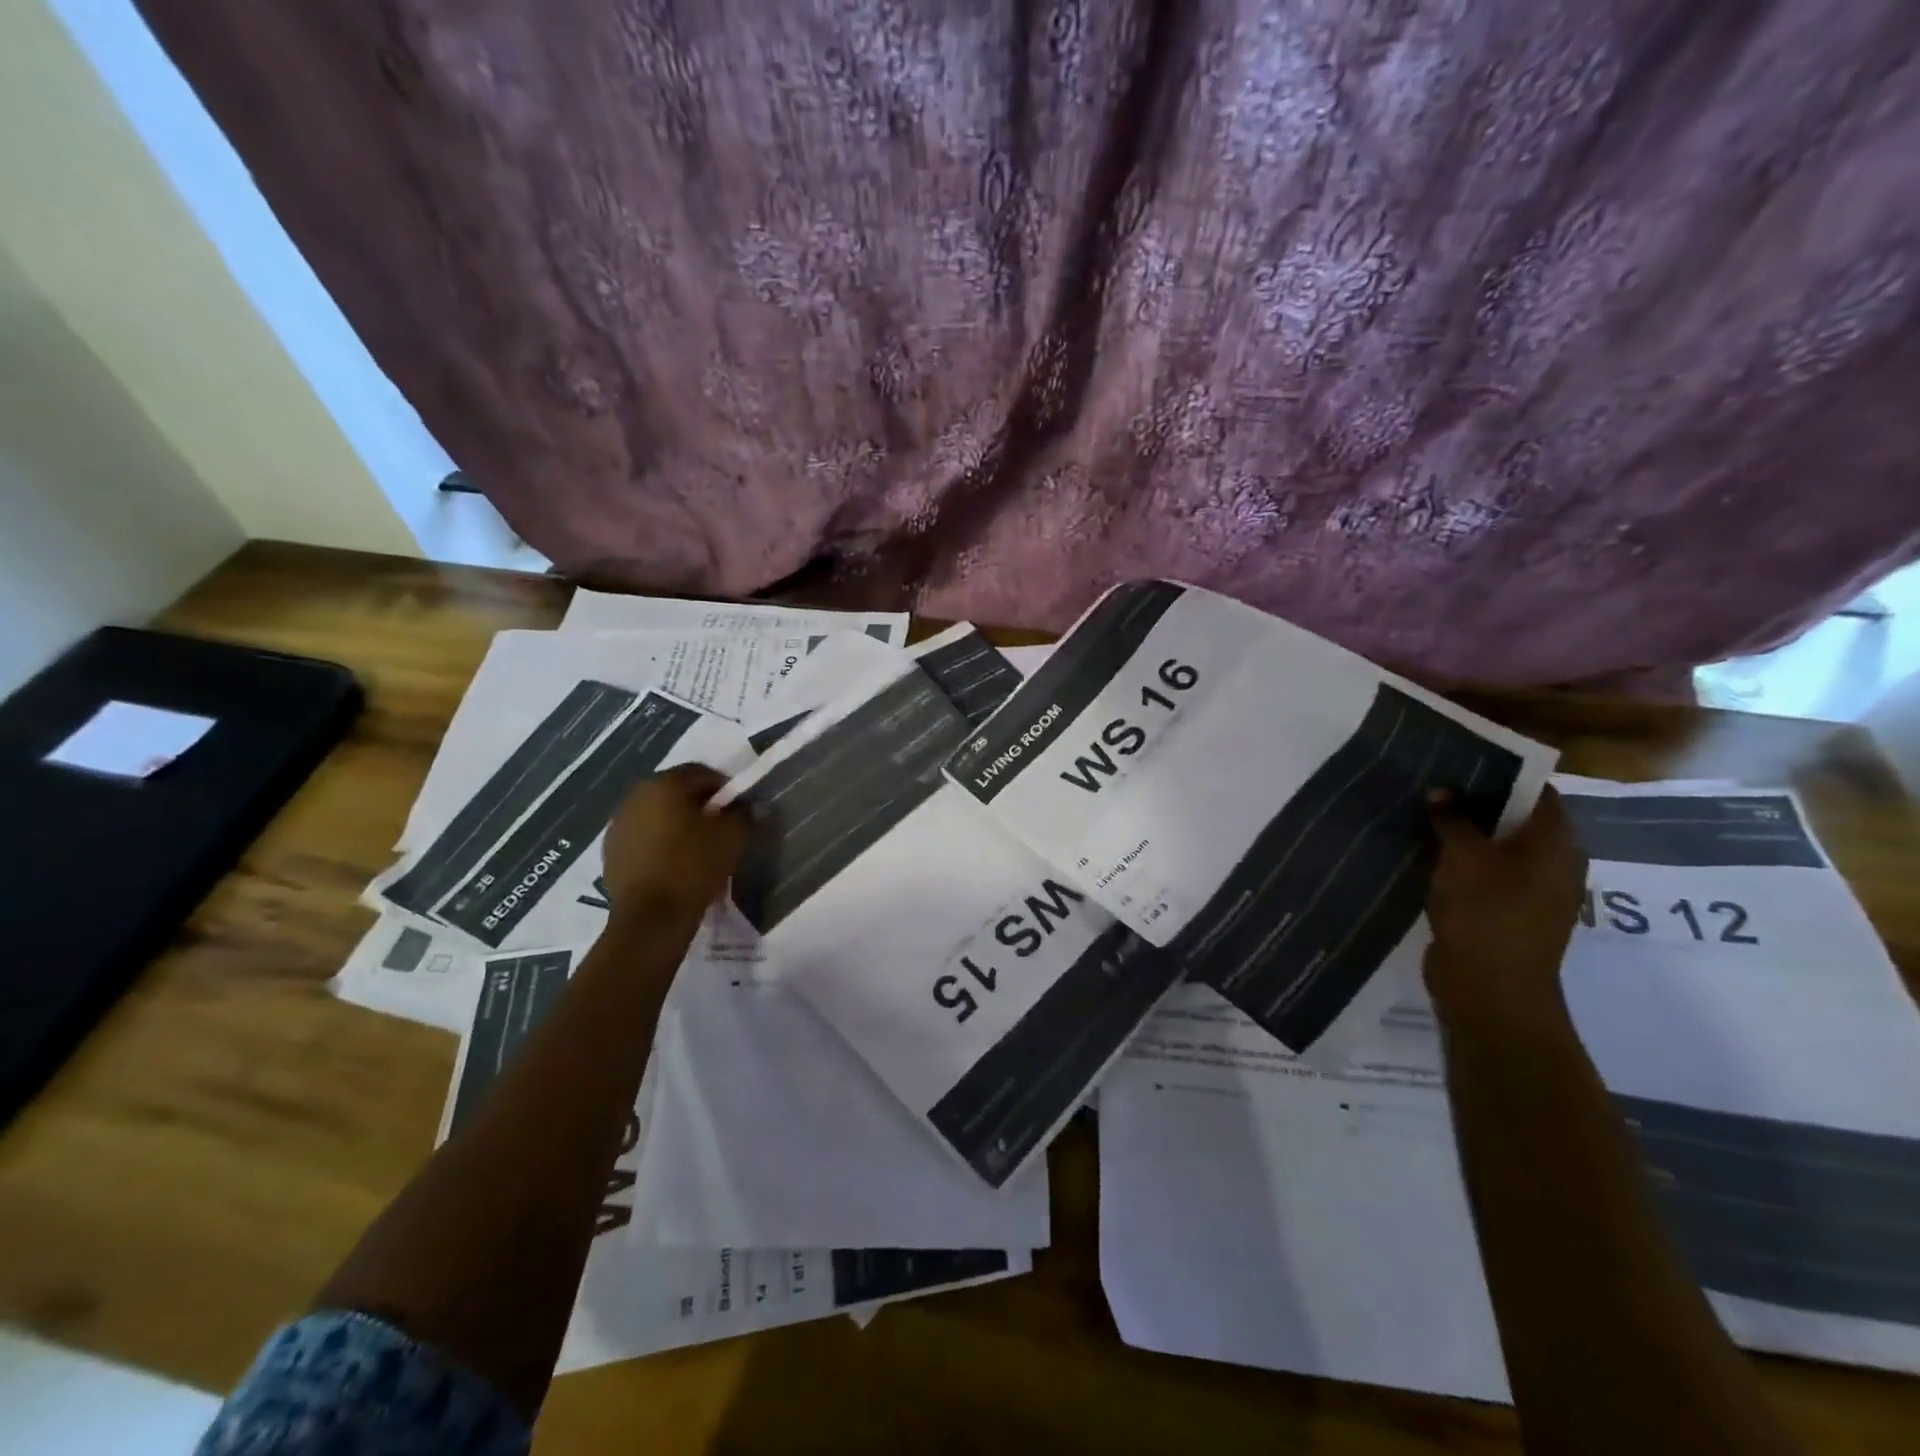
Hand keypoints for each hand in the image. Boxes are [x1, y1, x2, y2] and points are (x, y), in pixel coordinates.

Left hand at [600, 765, 749, 922]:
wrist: (650, 918)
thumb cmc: (693, 867)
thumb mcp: (732, 838)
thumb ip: (747, 815)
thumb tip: (758, 806)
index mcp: (664, 784)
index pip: (701, 773)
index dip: (725, 788)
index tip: (739, 809)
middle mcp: (635, 795)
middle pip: (676, 791)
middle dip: (700, 805)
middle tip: (721, 827)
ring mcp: (618, 824)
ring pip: (658, 814)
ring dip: (678, 823)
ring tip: (698, 847)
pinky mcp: (611, 851)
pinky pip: (643, 836)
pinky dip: (660, 842)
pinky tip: (675, 863)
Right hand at [1424, 785, 1588, 1040]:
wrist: (1490, 987)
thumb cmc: (1486, 911)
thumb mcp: (1462, 856)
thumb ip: (1452, 819)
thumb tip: (1441, 791)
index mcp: (1557, 843)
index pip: (1538, 792)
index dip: (1503, 773)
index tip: (1461, 760)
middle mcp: (1553, 863)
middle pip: (1517, 819)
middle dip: (1477, 803)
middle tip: (1434, 784)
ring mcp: (1531, 891)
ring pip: (1497, 849)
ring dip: (1465, 835)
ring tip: (1423, 815)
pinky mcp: (1507, 913)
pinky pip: (1485, 875)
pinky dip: (1461, 863)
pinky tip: (1427, 856)